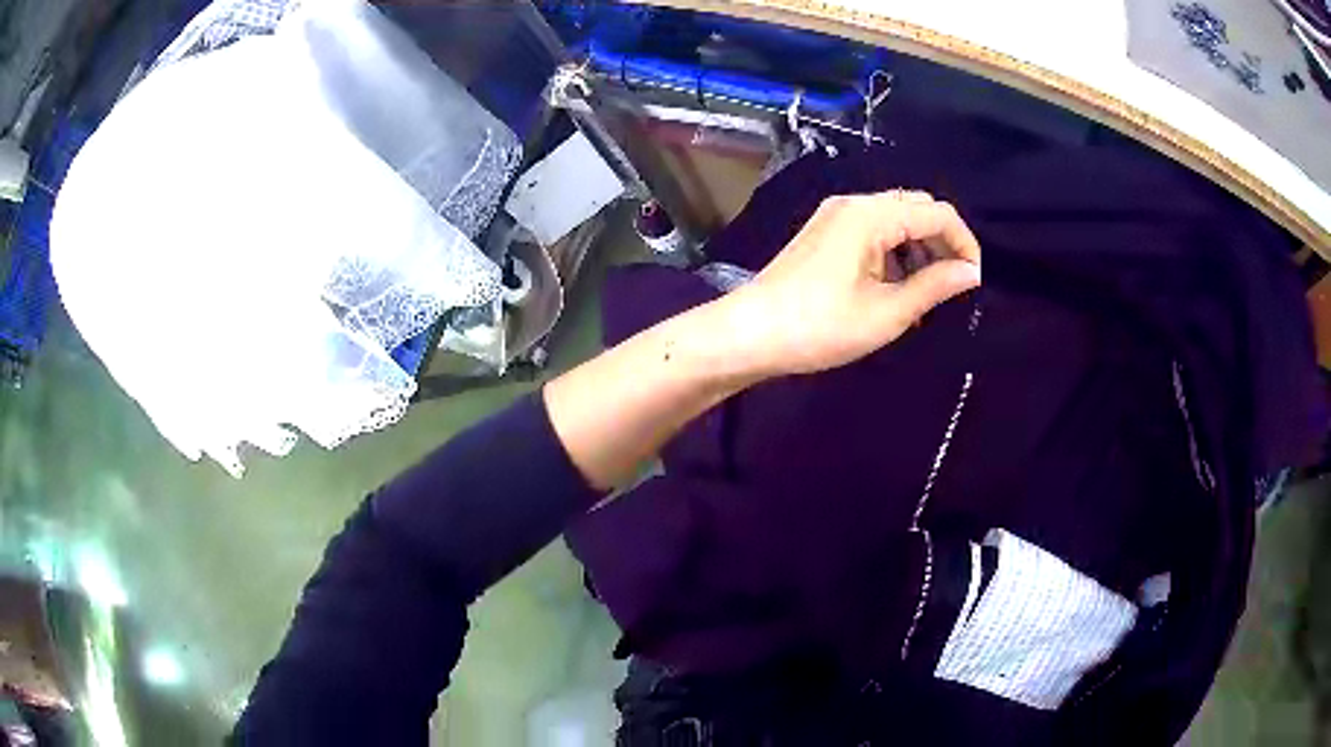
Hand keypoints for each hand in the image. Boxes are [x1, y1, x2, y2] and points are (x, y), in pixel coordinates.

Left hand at [717, 190, 980, 378]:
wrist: (750, 334)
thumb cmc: (820, 327)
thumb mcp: (887, 313)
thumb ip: (934, 287)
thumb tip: (971, 273)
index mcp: (871, 215)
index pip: (937, 212)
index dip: (964, 242)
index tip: (974, 281)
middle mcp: (854, 204)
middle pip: (916, 208)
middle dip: (942, 243)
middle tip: (952, 286)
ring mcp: (835, 216)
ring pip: (895, 219)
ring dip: (919, 249)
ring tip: (925, 294)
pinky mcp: (825, 233)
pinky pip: (873, 231)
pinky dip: (894, 252)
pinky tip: (896, 288)